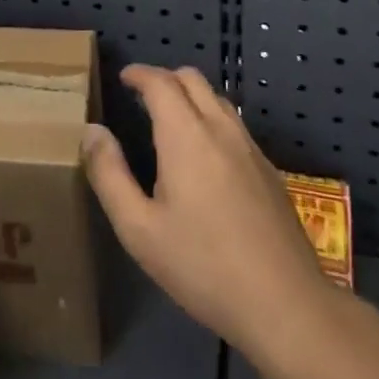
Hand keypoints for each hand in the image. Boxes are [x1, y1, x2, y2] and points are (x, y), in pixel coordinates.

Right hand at [84, 65, 342, 365]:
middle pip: (193, 79)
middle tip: (143, 97)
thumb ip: (109, 174)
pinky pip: (236, 126)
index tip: (123, 78)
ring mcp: (251, 149)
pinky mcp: (270, 171)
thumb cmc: (203, 266)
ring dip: (191, 97)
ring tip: (171, 122)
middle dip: (165, 78)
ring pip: (218, 100)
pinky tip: (206, 158)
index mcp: (186, 136)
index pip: (161, 82)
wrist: (286, 304)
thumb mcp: (139, 229)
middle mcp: (221, 130)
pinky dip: (213, 120)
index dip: (139, 73)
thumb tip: (92, 131)